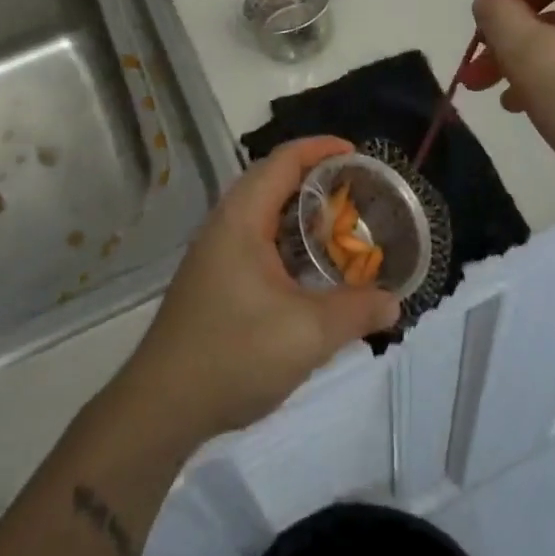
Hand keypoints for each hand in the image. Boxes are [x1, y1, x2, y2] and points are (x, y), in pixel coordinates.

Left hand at [116, 137, 400, 443]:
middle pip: (273, 180)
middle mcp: (225, 223)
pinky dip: (286, 240)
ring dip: (300, 213)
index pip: (284, 160)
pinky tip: (308, 270)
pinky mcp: (212, 279)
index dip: (321, 148)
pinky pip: (256, 240)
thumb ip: (356, 312)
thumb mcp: (307, 334)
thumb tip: (393, 303)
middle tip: (357, 193)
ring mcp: (214, 252)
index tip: (358, 154)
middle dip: (316, 179)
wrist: (161, 406)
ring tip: (340, 227)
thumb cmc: (234, 354)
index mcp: (242, 217)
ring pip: (264, 213)